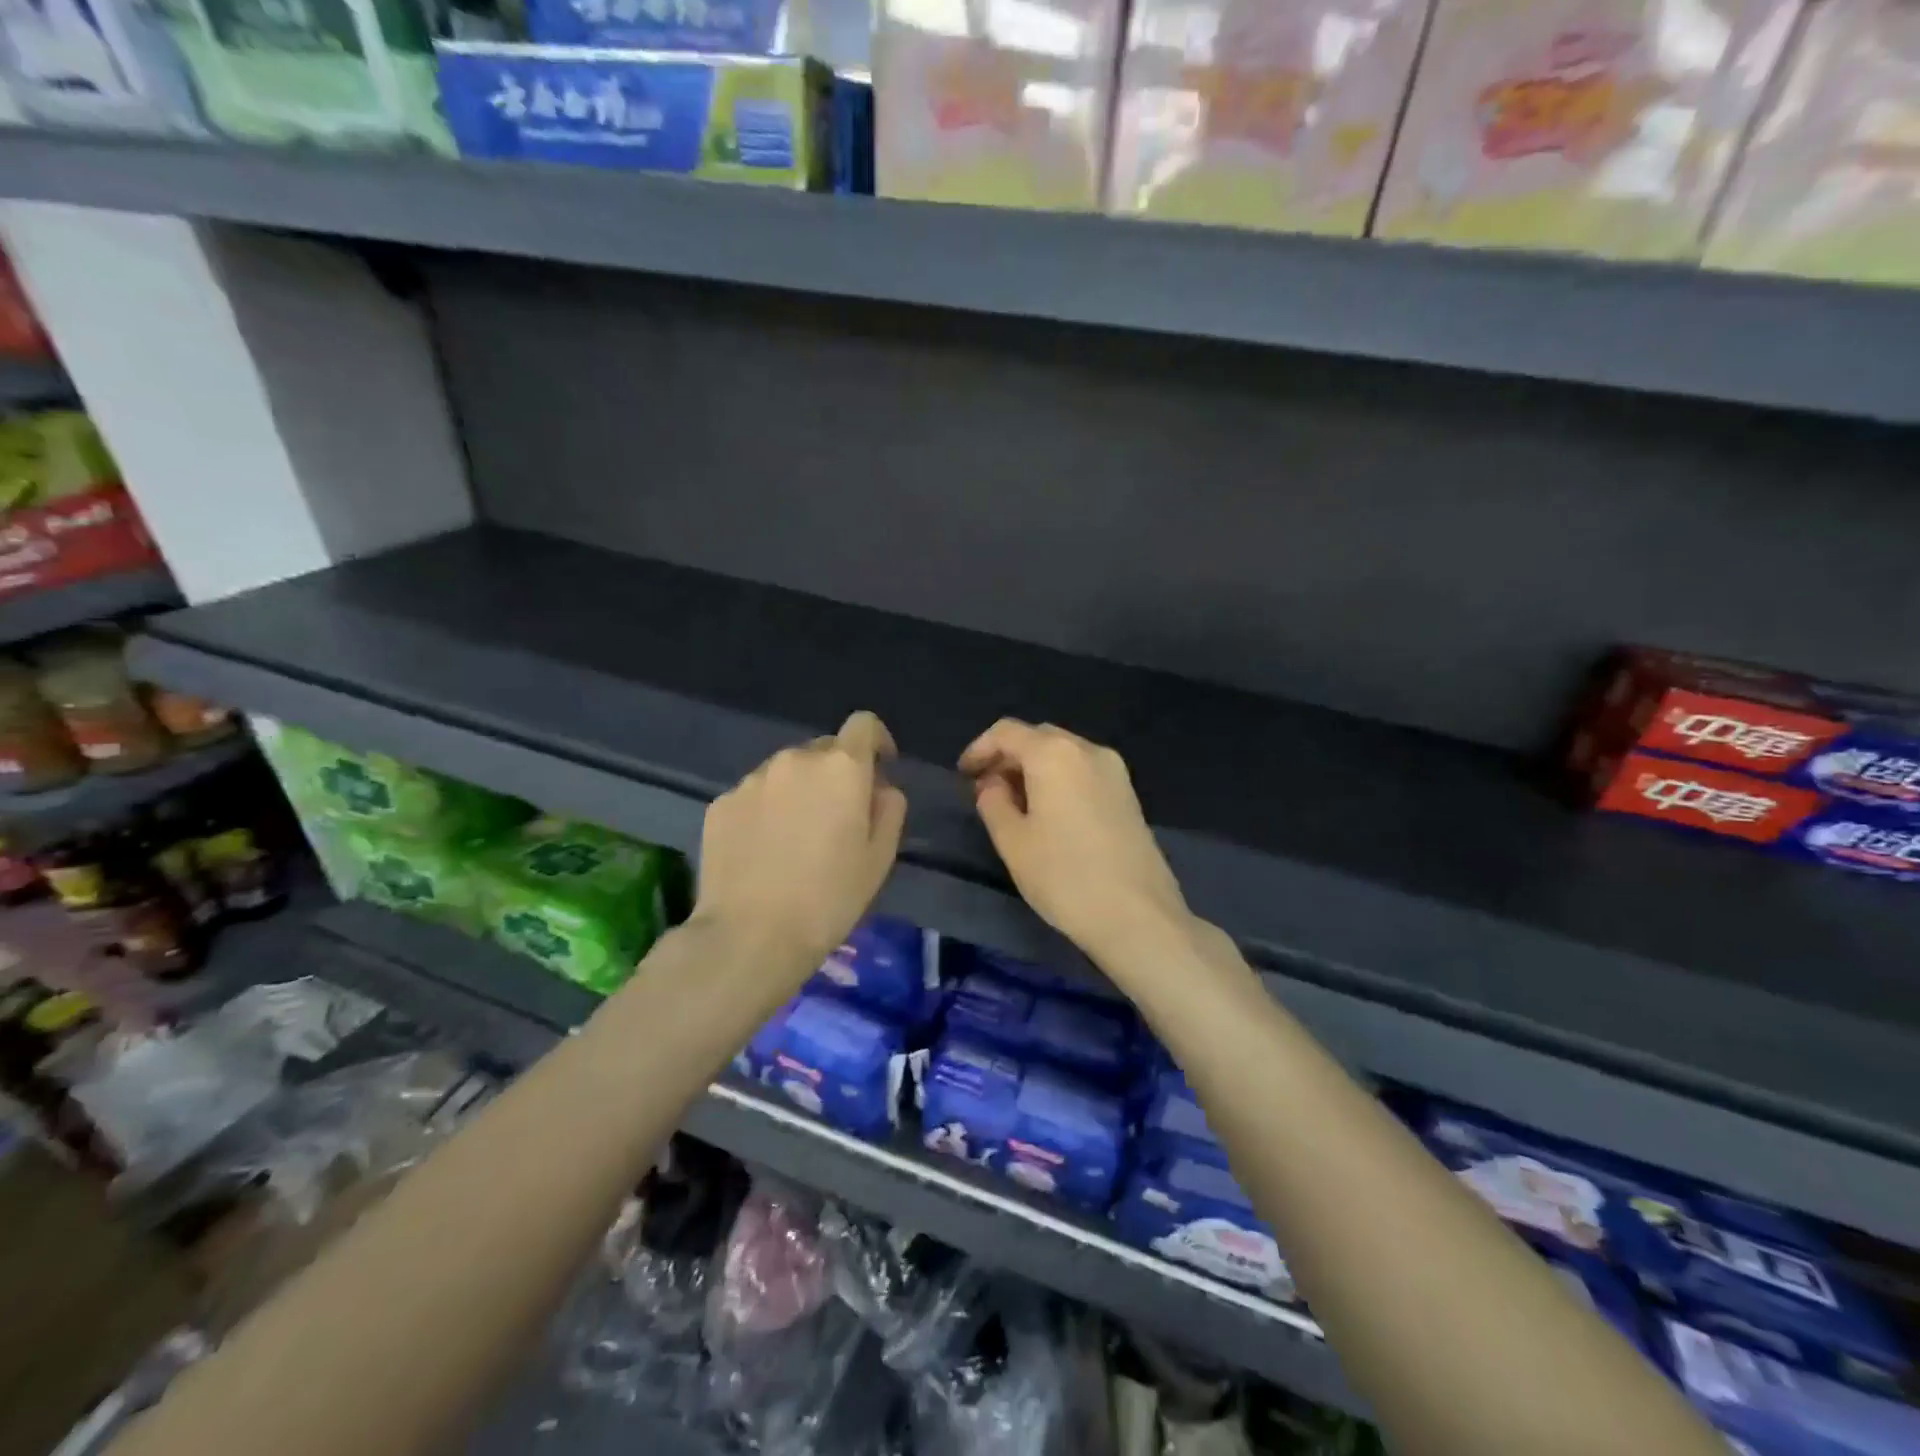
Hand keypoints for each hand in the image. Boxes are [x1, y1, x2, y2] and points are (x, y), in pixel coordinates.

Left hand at [693, 711, 906, 974]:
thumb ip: (889, 808)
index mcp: (841, 768)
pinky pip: (755, 795)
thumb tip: (879, 788)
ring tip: (796, 839)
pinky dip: (766, 810)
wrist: (749, 936)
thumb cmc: (829, 898)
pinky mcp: (720, 803)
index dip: (877, 741)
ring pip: (786, 772)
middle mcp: (794, 760)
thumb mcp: (880, 858)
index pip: (864, 724)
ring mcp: (751, 780)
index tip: (881, 769)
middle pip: (824, 750)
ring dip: (799, 791)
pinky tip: (764, 851)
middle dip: (837, 773)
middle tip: (838, 818)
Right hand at [958, 719, 1190, 971]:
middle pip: (1038, 738)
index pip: (1007, 732)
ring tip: (1015, 805)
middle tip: (986, 790)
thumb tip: (993, 784)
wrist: (1139, 916)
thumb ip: (993, 802)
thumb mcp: (1013, 842)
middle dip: (1008, 757)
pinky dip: (1059, 780)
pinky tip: (1049, 813)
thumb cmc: (1065, 877)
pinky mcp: (1129, 794)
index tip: (962, 776)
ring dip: (1034, 769)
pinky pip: (1083, 771)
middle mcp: (1088, 750)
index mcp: (1054, 754)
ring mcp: (1115, 771)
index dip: (979, 748)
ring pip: (1063, 754)